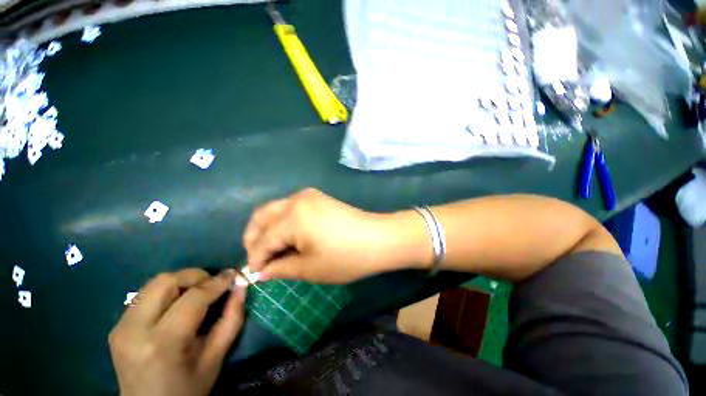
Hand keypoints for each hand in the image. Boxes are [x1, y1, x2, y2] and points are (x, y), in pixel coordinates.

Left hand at [109, 268, 245, 395]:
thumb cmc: (188, 389)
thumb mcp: (216, 358)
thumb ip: (231, 319)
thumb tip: (241, 286)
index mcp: (162, 344)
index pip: (193, 298)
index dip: (217, 282)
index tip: (234, 275)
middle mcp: (134, 330)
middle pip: (166, 281)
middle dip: (196, 276)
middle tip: (213, 285)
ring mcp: (121, 327)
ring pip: (154, 283)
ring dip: (182, 282)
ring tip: (198, 293)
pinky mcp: (117, 326)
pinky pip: (145, 295)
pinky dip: (168, 292)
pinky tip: (178, 305)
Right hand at [243, 188, 427, 282]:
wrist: (378, 238)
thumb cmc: (345, 257)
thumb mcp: (310, 268)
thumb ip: (280, 268)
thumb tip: (259, 272)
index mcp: (292, 217)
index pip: (263, 240)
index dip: (255, 259)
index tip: (250, 276)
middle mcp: (296, 200)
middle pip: (262, 217)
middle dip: (254, 238)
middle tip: (257, 259)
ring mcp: (308, 195)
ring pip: (275, 209)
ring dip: (267, 228)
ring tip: (270, 250)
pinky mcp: (318, 198)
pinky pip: (290, 207)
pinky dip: (282, 221)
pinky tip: (287, 236)